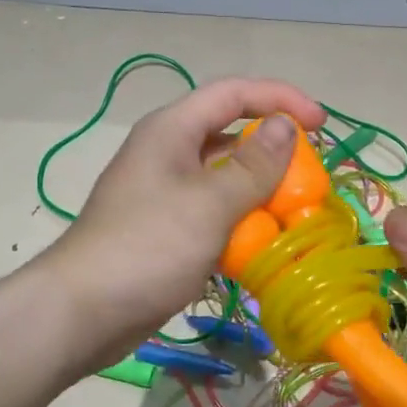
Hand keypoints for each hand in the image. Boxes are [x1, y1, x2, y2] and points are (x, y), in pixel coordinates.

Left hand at [44, 77, 326, 366]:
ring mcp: (165, 194)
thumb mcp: (209, 203)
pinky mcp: (167, 230)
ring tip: (294, 214)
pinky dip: (241, 224)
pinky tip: (263, 247)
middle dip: (273, 152)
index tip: (321, 124)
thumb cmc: (148, 247)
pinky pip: (214, 214)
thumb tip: (285, 126)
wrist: (85, 312)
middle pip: (230, 136)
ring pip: (224, 180)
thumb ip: (253, 165)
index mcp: (172, 130)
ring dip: (260, 193)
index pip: (233, 94)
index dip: (280, 99)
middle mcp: (168, 153)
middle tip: (310, 178)